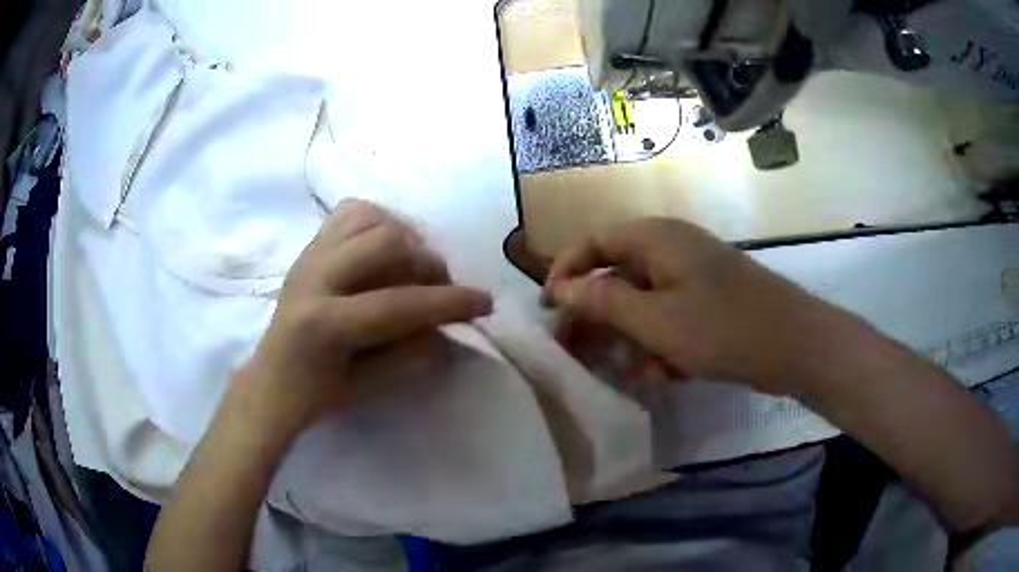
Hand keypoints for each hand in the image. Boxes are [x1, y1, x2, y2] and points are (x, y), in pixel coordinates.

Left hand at [233, 200, 492, 439]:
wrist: (270, 380)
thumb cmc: (317, 394)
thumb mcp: (368, 386)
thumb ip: (412, 352)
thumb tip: (447, 324)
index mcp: (323, 324)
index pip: (398, 304)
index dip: (449, 302)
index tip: (485, 302)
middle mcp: (314, 276)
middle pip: (387, 242)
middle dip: (427, 263)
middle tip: (440, 287)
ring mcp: (309, 254)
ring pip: (371, 217)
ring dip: (405, 238)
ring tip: (413, 267)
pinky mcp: (309, 246)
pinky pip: (352, 212)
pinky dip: (379, 222)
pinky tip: (385, 249)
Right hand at [544, 218, 868, 395]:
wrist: (796, 344)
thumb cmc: (723, 328)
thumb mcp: (656, 320)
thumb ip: (604, 301)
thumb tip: (562, 288)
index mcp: (655, 238)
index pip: (593, 243)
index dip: (565, 273)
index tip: (550, 311)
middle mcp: (671, 248)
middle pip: (616, 273)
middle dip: (595, 313)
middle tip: (575, 350)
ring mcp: (692, 274)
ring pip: (642, 300)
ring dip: (627, 334)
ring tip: (620, 370)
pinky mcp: (708, 300)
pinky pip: (668, 315)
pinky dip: (657, 341)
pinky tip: (659, 373)